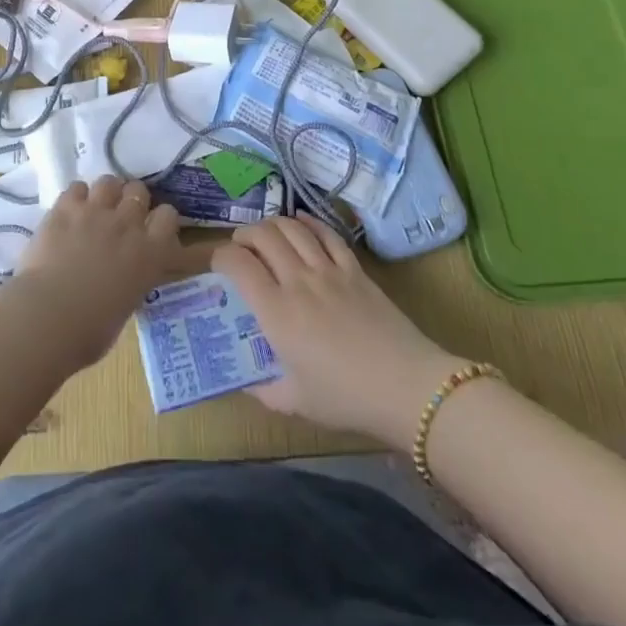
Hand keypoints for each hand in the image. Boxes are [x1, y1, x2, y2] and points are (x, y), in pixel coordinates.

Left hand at [12, 176, 181, 369]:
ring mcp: (95, 212)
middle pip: (139, 190)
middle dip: (132, 199)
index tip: (151, 228)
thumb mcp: (125, 307)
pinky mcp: (65, 208)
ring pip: (109, 182)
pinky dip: (75, 196)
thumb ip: (129, 282)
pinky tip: (70, 210)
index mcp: (150, 254)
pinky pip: (76, 187)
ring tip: (96, 207)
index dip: (160, 219)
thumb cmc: (90, 330)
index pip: (168, 216)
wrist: (48, 317)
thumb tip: (120, 281)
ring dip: (106, 192)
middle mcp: (127, 225)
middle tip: (121, 216)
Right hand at [212, 215, 465, 448]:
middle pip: (263, 235)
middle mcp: (298, 281)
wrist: (407, 387)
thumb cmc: (346, 398)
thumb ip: (263, 390)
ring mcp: (328, 270)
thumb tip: (244, 380)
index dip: (220, 256)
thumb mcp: (295, 403)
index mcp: (277, 312)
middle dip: (244, 235)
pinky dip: (309, 222)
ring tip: (266, 235)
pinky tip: (301, 222)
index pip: (237, 263)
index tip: (218, 266)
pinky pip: (327, 233)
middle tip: (240, 249)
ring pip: (292, 227)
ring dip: (272, 225)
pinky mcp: (354, 269)